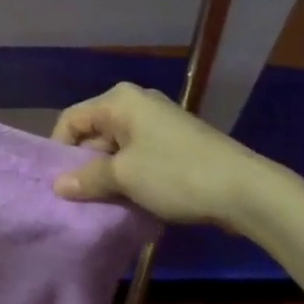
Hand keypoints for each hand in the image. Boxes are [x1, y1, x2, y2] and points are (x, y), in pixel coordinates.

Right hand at [51, 81, 285, 232]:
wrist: (246, 190)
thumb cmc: (176, 174)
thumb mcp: (124, 177)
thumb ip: (87, 178)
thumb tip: (57, 185)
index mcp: (118, 100)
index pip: (71, 119)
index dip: (59, 150)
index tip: (58, 183)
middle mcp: (136, 102)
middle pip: (94, 131)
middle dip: (85, 163)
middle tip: (79, 197)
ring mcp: (159, 121)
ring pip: (117, 146)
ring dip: (109, 173)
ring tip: (103, 203)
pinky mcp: (176, 140)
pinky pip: (139, 154)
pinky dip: (131, 174)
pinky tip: (132, 199)